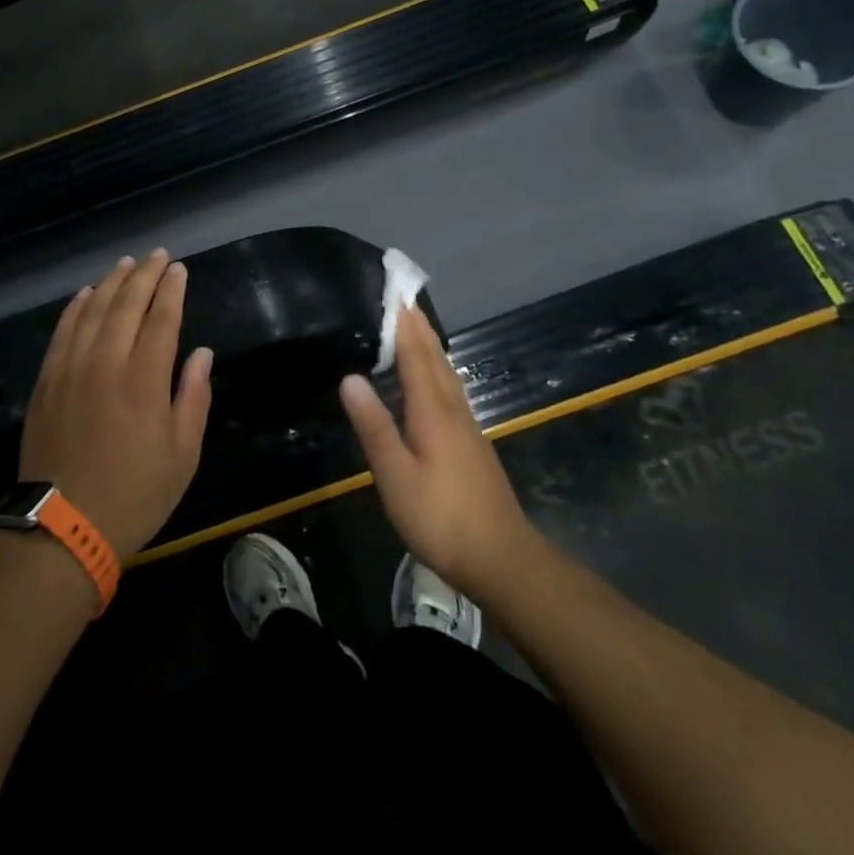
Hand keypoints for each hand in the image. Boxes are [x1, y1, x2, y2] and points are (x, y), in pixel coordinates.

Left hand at [19, 250, 213, 556]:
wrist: (62, 529)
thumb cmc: (134, 495)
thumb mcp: (182, 456)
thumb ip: (193, 398)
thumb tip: (201, 353)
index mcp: (144, 380)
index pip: (161, 318)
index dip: (171, 289)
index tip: (178, 268)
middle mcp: (105, 363)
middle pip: (126, 304)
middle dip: (144, 275)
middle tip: (157, 255)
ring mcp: (70, 369)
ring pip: (92, 311)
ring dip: (111, 283)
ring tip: (126, 263)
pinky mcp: (46, 382)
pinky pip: (62, 331)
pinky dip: (76, 307)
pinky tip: (85, 294)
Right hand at [339, 303, 534, 600]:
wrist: (503, 559)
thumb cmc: (441, 518)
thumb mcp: (396, 476)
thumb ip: (374, 426)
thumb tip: (350, 377)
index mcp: (433, 412)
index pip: (417, 356)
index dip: (405, 326)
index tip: (396, 295)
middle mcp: (453, 411)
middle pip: (436, 360)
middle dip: (420, 329)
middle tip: (405, 301)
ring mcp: (468, 429)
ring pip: (448, 376)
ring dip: (432, 348)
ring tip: (418, 329)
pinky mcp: (473, 446)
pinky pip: (451, 392)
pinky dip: (439, 372)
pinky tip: (435, 383)